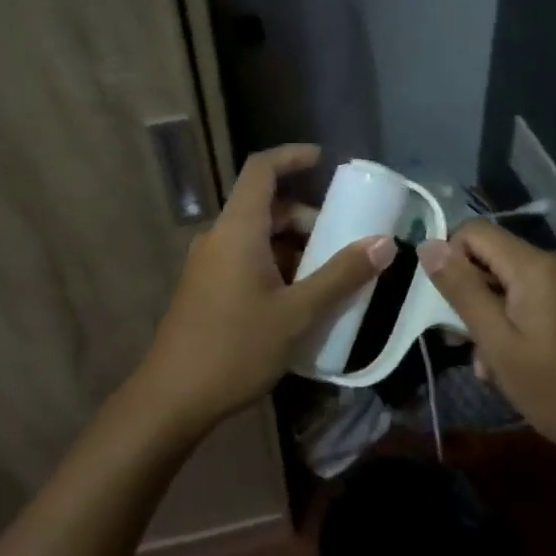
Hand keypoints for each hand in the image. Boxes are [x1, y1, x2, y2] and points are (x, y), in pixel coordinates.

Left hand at [133, 144, 394, 437]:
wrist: (172, 399)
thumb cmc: (236, 348)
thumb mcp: (297, 313)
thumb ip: (341, 275)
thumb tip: (384, 243)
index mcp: (238, 230)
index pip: (261, 170)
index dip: (291, 156)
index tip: (323, 160)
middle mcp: (219, 238)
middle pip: (265, 207)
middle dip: (306, 217)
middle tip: (341, 240)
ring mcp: (208, 264)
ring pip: (257, 237)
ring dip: (293, 247)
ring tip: (328, 278)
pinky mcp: (205, 288)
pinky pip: (245, 259)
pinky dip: (276, 265)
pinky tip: (298, 301)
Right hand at [419, 221, 555, 476]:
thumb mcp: (498, 343)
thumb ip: (462, 290)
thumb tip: (428, 245)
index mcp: (536, 265)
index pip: (473, 232)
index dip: (450, 261)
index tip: (447, 307)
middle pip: (492, 258)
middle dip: (472, 297)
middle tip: (468, 347)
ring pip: (510, 283)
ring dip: (493, 317)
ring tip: (494, 367)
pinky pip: (534, 297)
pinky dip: (517, 322)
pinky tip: (519, 362)